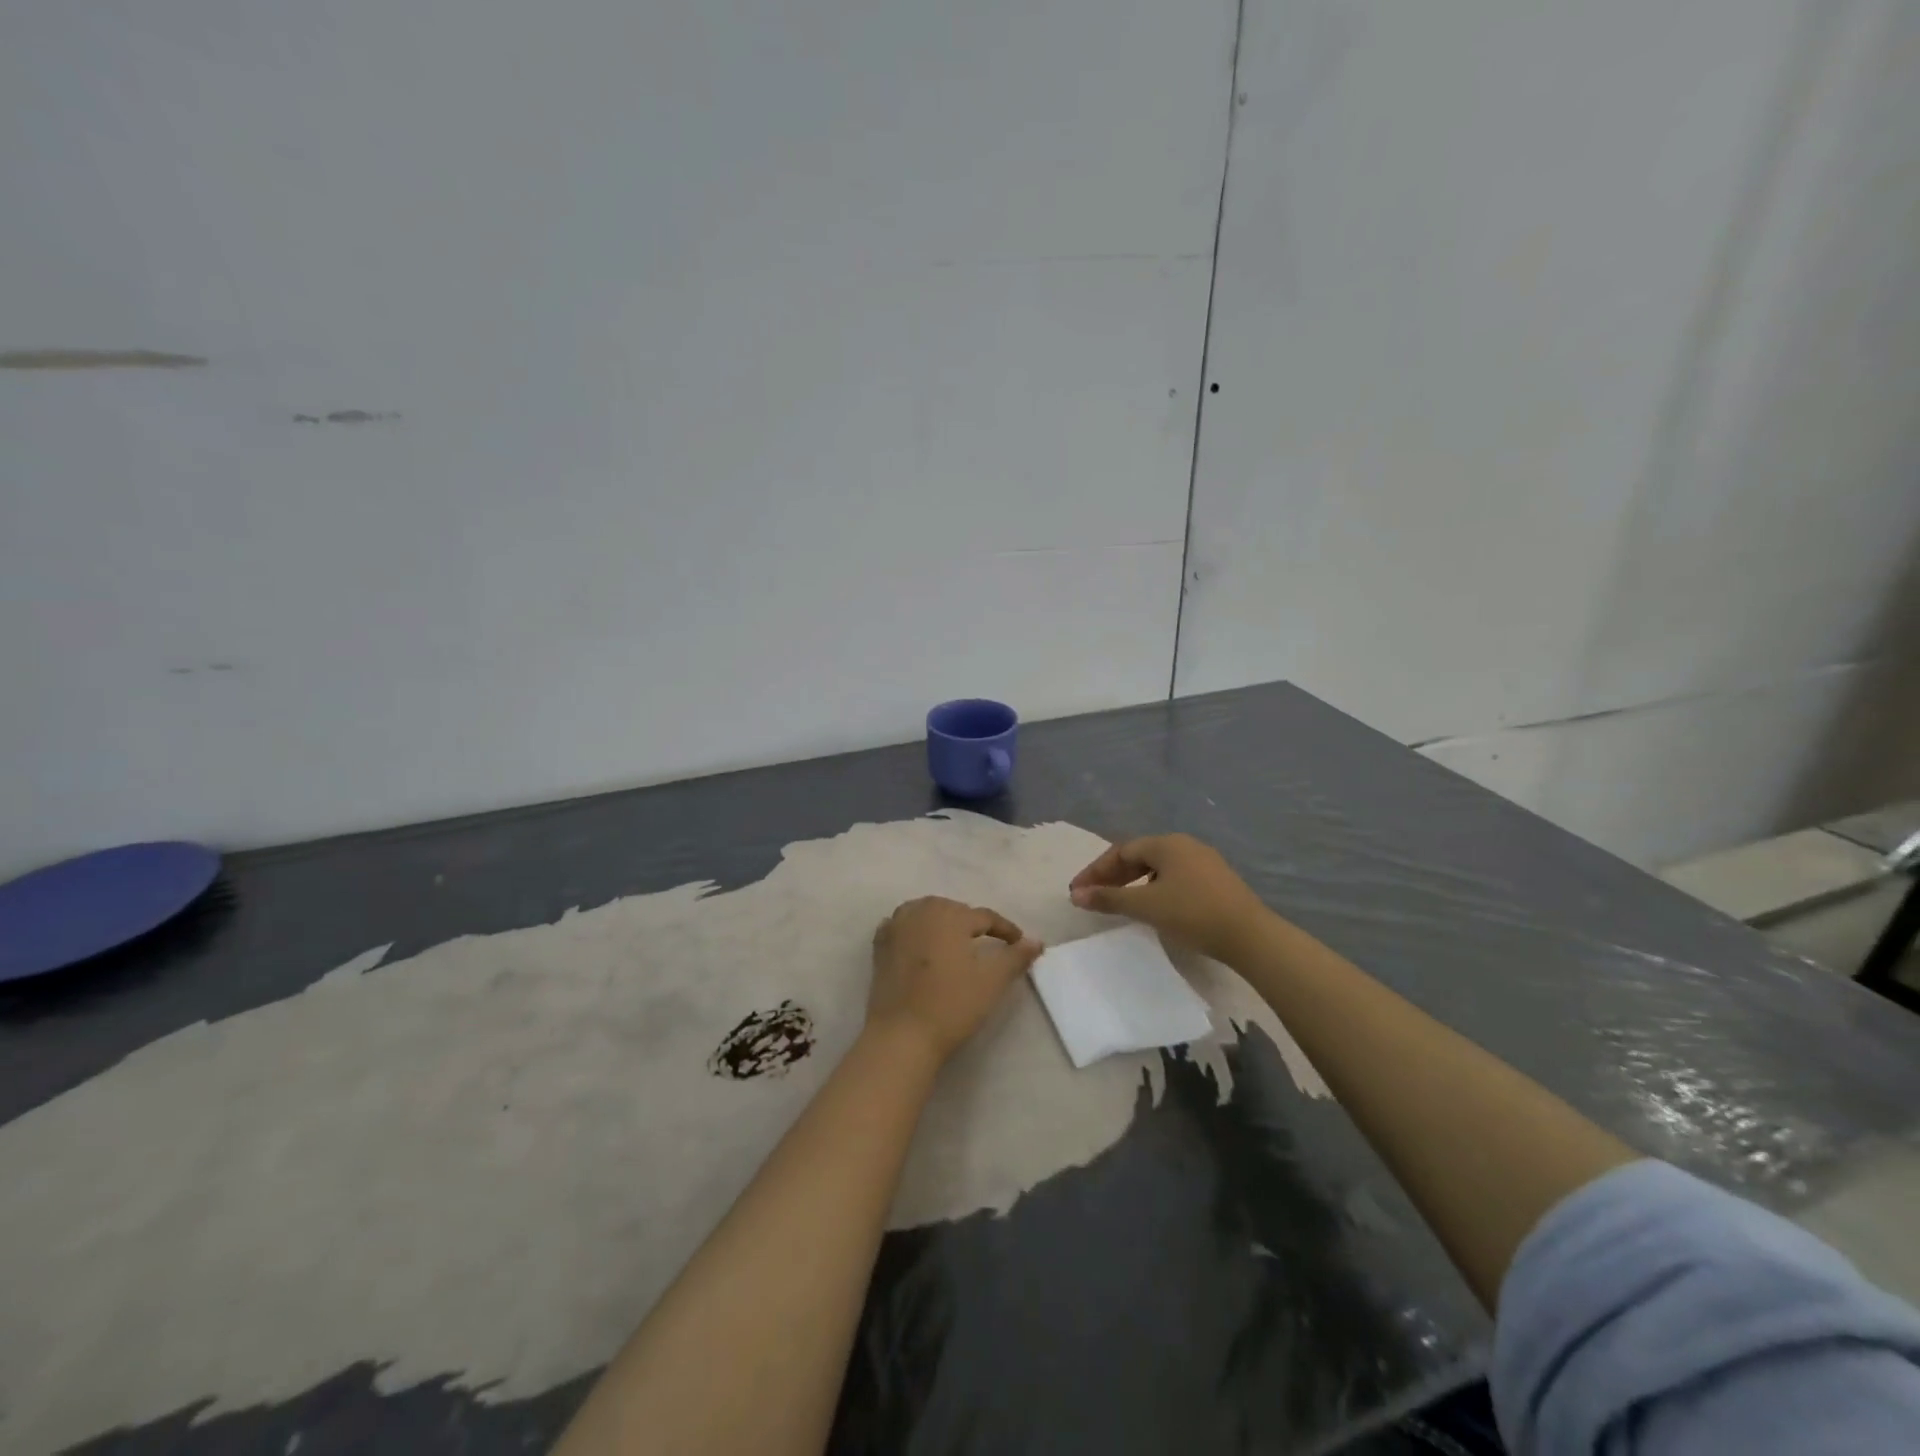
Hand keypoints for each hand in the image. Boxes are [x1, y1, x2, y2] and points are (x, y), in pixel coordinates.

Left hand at [868, 897, 1043, 1064]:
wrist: (902, 1035)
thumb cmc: (952, 1005)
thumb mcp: (992, 981)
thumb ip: (1016, 956)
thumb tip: (1036, 941)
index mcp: (950, 915)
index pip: (985, 917)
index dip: (1006, 929)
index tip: (1020, 943)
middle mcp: (921, 911)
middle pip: (954, 910)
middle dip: (972, 923)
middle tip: (989, 943)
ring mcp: (895, 927)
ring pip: (926, 914)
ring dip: (942, 923)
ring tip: (956, 942)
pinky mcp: (880, 947)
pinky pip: (902, 927)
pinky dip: (914, 930)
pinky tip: (921, 943)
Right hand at [1068, 833, 1273, 962]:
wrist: (1250, 936)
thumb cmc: (1193, 914)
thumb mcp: (1146, 906)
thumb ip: (1109, 898)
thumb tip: (1076, 894)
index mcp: (1167, 843)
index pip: (1121, 851)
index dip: (1095, 870)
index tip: (1077, 891)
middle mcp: (1185, 845)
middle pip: (1140, 856)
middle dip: (1113, 875)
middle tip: (1093, 896)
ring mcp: (1204, 862)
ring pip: (1158, 867)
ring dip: (1133, 882)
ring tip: (1119, 902)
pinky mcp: (1217, 880)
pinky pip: (1175, 877)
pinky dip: (1154, 888)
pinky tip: (1153, 906)